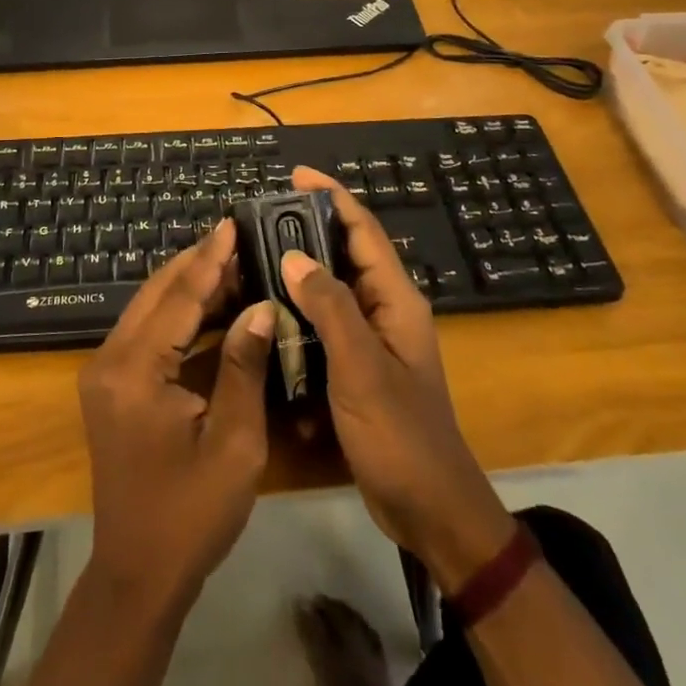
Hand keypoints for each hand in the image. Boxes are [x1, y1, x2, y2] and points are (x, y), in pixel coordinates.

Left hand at [78, 219, 276, 612]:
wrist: (138, 573)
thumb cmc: (191, 513)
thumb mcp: (234, 442)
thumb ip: (243, 367)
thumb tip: (261, 307)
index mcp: (135, 370)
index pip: (178, 298)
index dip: (210, 259)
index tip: (233, 222)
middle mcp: (110, 359)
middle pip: (157, 293)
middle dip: (198, 263)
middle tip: (238, 237)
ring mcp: (106, 371)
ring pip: (150, 308)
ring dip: (189, 287)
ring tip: (234, 264)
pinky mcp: (112, 384)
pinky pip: (148, 333)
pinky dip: (179, 316)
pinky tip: (214, 307)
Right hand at [283, 167, 515, 590]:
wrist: (430, 509)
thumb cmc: (400, 434)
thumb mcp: (361, 367)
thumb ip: (329, 307)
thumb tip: (293, 254)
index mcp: (396, 300)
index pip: (364, 231)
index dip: (332, 197)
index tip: (295, 175)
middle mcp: (386, 310)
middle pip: (347, 253)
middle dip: (309, 229)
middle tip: (261, 217)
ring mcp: (372, 339)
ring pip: (333, 288)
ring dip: (300, 270)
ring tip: (256, 256)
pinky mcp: (358, 366)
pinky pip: (325, 323)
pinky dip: (300, 311)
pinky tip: (268, 312)